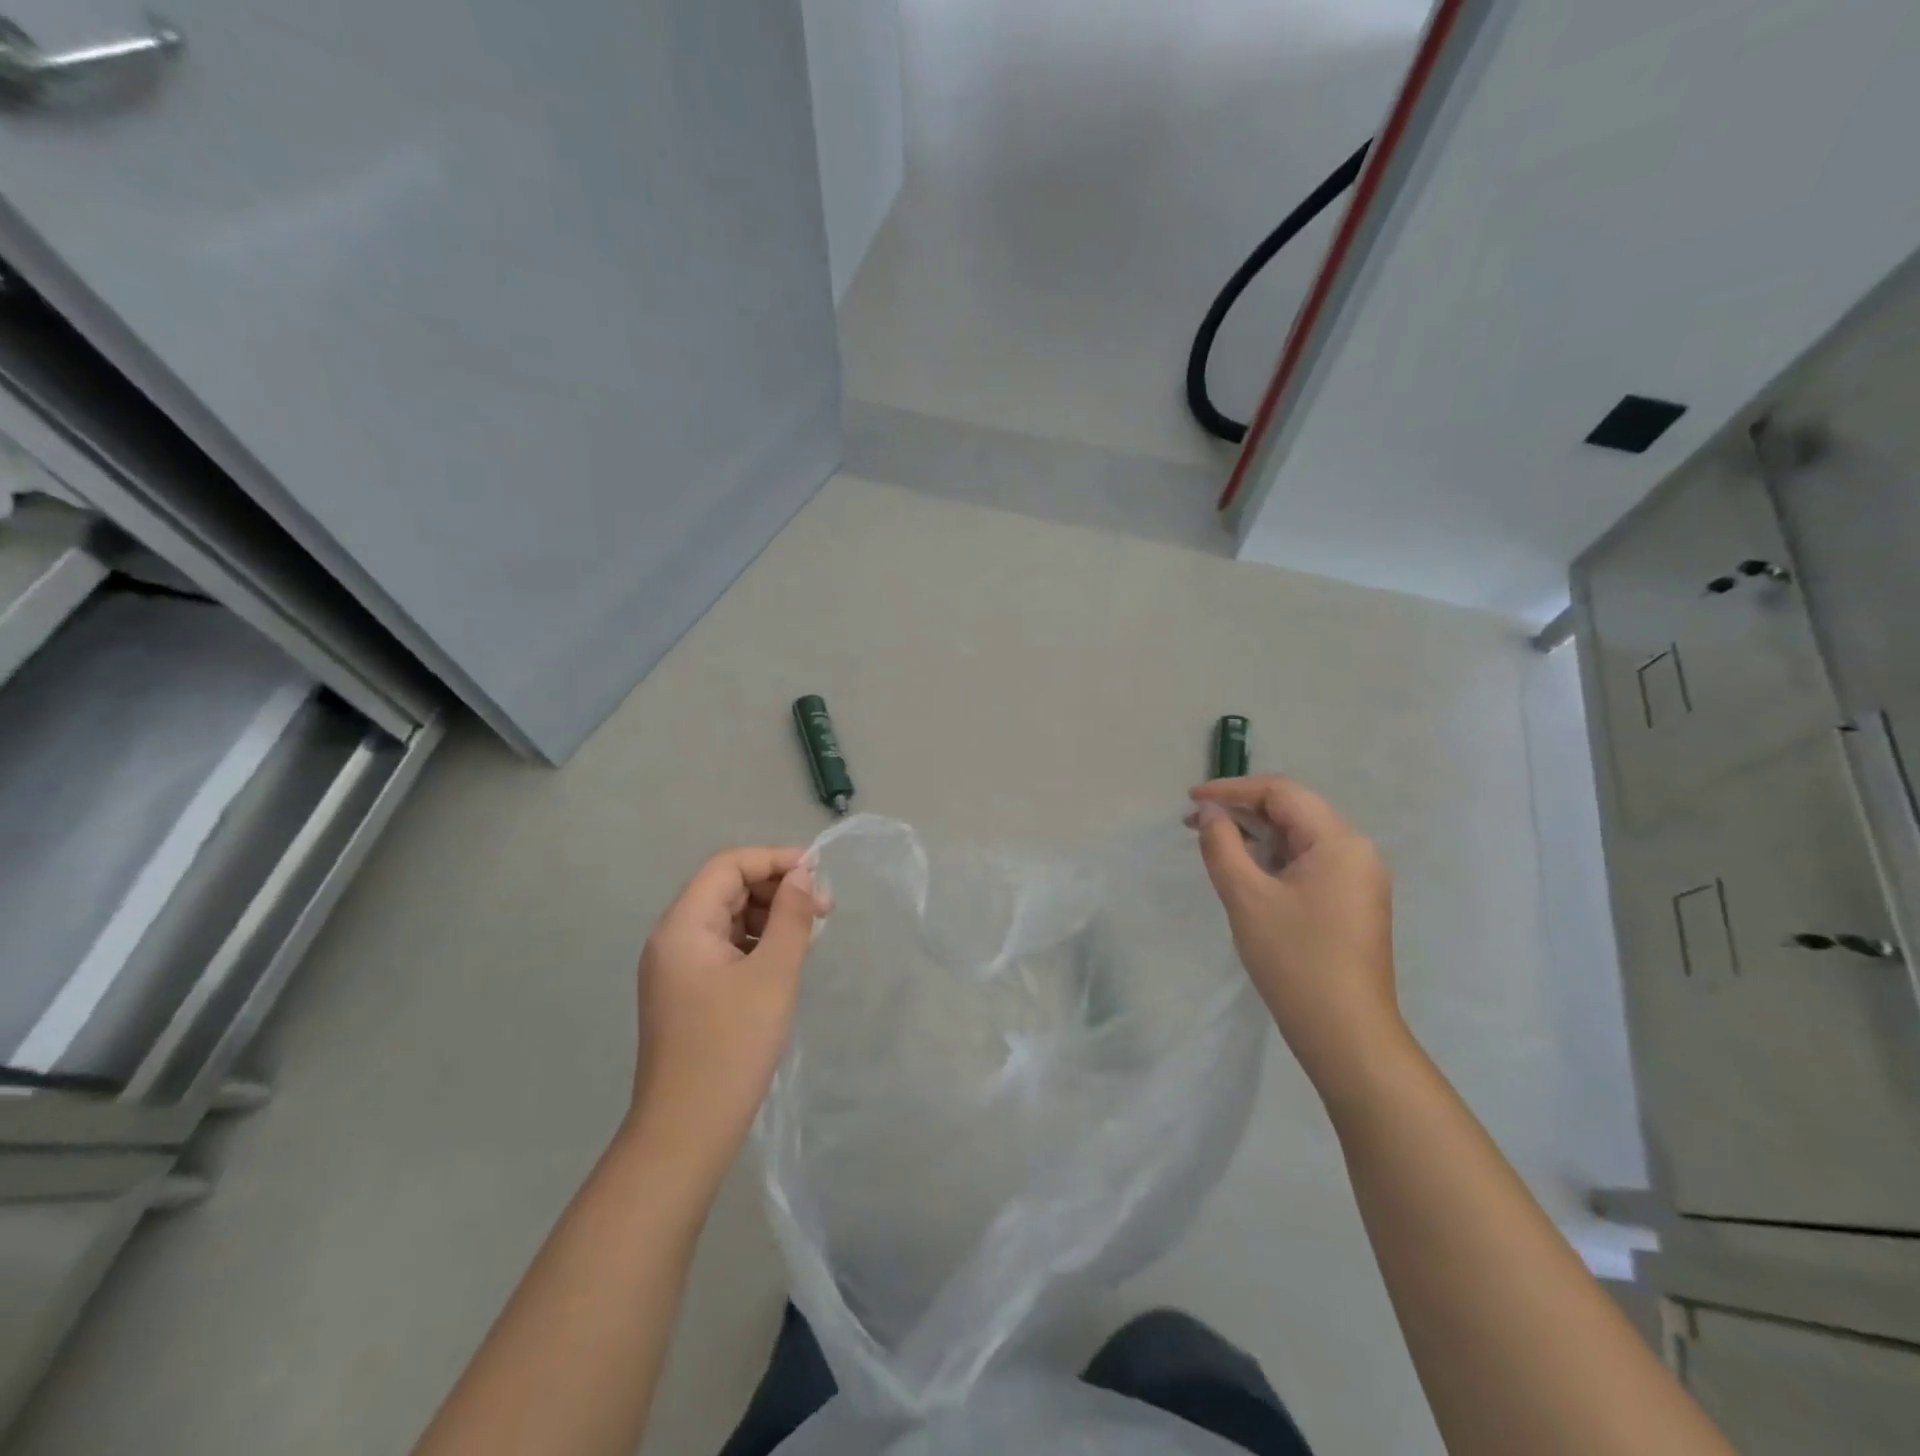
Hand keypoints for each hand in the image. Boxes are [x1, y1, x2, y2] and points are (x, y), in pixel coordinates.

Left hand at [628, 847, 827, 1182]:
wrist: (686, 1133)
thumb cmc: (732, 1047)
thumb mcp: (773, 975)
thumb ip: (791, 917)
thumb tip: (803, 875)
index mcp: (683, 926)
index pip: (728, 866)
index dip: (774, 860)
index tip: (819, 873)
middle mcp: (673, 939)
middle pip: (726, 889)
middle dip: (776, 889)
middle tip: (823, 909)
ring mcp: (677, 968)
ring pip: (728, 918)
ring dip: (770, 916)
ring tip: (809, 934)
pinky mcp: (688, 993)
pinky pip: (725, 948)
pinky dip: (757, 943)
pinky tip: (785, 959)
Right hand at [1191, 776, 1402, 1099]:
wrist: (1346, 1033)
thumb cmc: (1294, 959)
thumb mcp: (1246, 896)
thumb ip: (1222, 844)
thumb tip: (1210, 813)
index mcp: (1339, 841)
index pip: (1281, 792)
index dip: (1232, 790)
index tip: (1191, 800)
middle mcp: (1357, 850)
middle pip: (1293, 811)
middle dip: (1242, 810)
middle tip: (1195, 822)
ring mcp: (1359, 878)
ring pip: (1300, 837)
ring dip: (1257, 834)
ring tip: (1214, 843)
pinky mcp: (1353, 902)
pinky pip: (1309, 862)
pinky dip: (1274, 858)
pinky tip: (1247, 871)